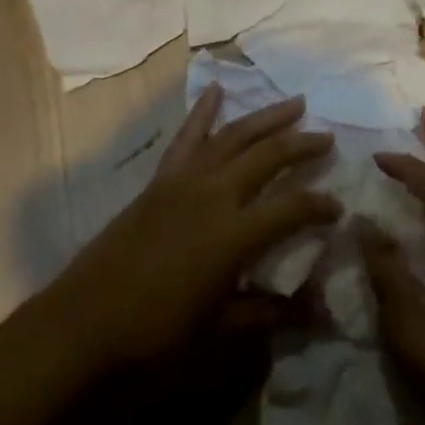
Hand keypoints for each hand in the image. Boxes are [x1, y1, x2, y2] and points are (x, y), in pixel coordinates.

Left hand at [54, 86, 338, 370]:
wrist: (85, 322)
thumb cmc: (157, 334)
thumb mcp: (222, 332)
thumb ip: (273, 313)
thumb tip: (324, 309)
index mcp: (235, 234)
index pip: (293, 207)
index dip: (321, 205)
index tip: (339, 207)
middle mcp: (214, 194)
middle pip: (268, 156)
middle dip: (302, 144)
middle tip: (328, 138)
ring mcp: (184, 180)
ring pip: (234, 135)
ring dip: (266, 117)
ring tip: (295, 103)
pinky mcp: (160, 179)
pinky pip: (187, 137)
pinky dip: (203, 111)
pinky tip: (215, 90)